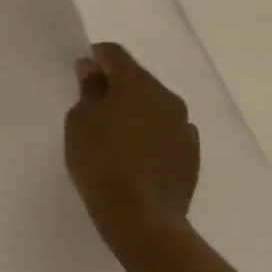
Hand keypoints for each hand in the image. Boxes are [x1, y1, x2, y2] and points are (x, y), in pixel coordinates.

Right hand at [64, 42, 199, 258]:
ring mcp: (184, 128)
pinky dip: (150, 136)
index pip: (115, 54)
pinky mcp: (192, 156)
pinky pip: (166, 133)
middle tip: (93, 107)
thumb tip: (94, 69)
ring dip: (136, 112)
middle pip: (137, 79)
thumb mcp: (80, 120)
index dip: (95, 58)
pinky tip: (135, 156)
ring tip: (114, 134)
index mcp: (138, 82)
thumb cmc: (101, 160)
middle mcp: (167, 98)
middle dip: (116, 86)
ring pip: (154, 107)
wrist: (141, 218)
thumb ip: (89, 90)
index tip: (80, 75)